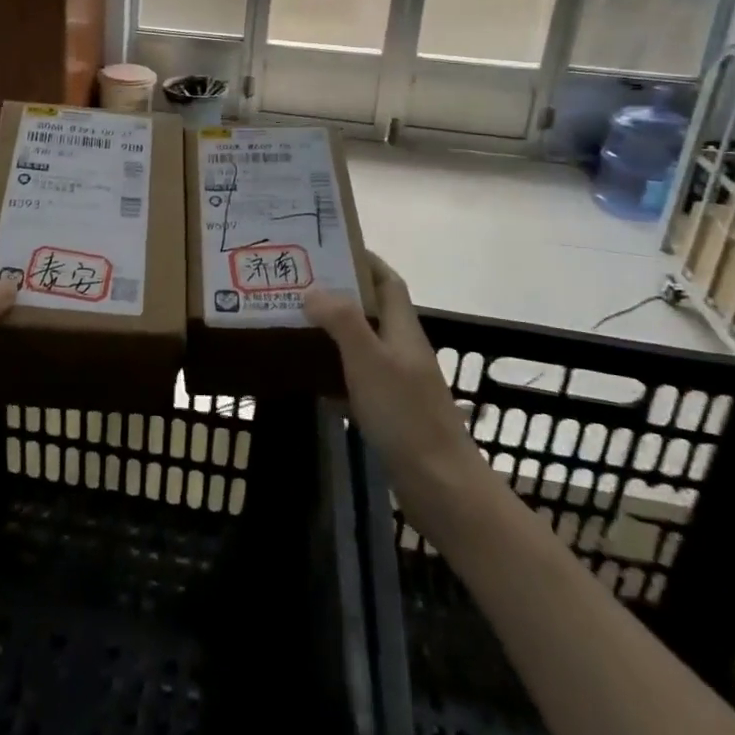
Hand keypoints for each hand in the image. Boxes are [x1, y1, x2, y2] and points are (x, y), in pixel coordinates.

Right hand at [304, 253, 476, 485]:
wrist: (440, 486)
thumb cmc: (405, 415)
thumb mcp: (369, 360)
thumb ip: (342, 320)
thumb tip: (313, 289)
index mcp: (403, 330)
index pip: (387, 282)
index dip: (364, 261)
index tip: (330, 248)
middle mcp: (402, 350)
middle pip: (371, 310)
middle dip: (339, 294)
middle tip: (297, 285)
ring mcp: (398, 383)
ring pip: (361, 345)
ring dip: (332, 331)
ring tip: (294, 322)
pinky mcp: (390, 412)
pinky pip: (356, 378)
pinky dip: (333, 371)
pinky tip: (308, 376)